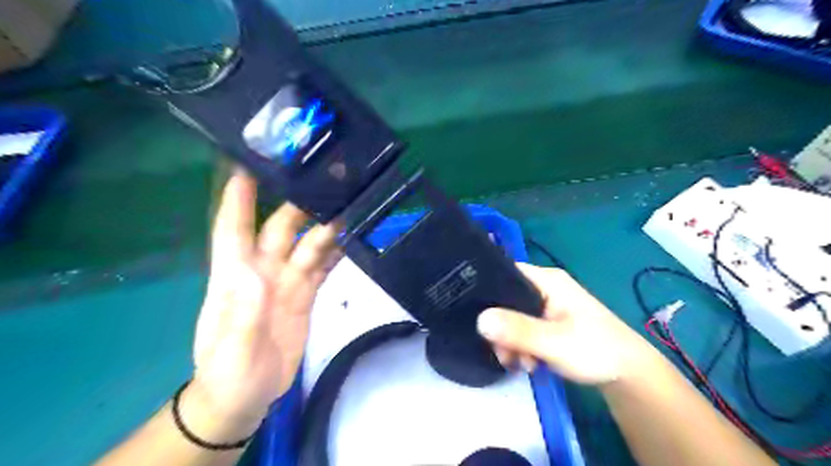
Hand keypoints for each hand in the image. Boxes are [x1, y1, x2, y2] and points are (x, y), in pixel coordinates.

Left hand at [187, 173, 339, 431]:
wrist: (247, 397)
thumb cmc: (229, 373)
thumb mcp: (233, 349)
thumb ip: (244, 313)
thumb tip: (256, 273)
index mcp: (236, 277)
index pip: (233, 230)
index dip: (237, 199)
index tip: (248, 166)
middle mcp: (263, 271)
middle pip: (281, 230)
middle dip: (299, 206)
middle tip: (325, 184)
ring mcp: (287, 282)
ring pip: (308, 245)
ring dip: (326, 227)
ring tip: (350, 207)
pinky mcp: (306, 295)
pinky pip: (322, 267)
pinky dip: (336, 252)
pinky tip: (353, 238)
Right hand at [477, 262, 651, 386]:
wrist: (630, 376)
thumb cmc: (596, 350)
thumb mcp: (554, 342)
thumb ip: (517, 330)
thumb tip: (479, 320)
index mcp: (547, 280)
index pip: (505, 272)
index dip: (487, 290)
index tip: (476, 317)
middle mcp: (544, 288)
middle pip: (506, 300)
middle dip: (501, 328)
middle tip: (505, 354)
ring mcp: (547, 306)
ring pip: (512, 318)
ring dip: (511, 342)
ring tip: (522, 364)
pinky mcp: (549, 323)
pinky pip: (523, 329)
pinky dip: (521, 346)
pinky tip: (529, 363)